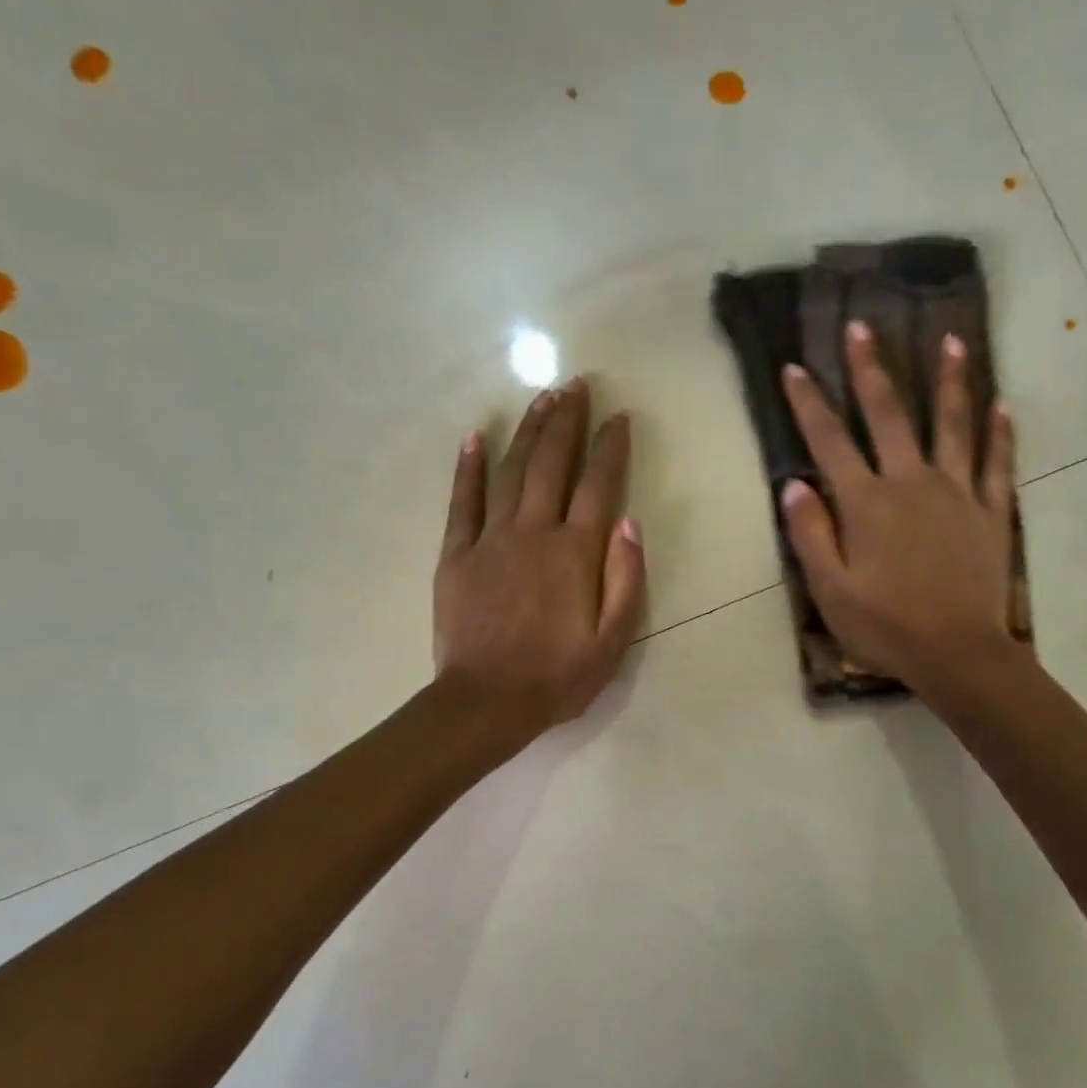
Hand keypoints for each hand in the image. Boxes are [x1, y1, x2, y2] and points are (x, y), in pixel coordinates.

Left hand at [433, 378, 644, 745]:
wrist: (486, 702)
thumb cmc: (556, 678)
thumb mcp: (612, 642)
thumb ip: (625, 580)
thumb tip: (630, 524)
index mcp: (575, 553)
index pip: (599, 486)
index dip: (611, 448)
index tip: (619, 417)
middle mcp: (534, 532)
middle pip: (551, 464)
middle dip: (567, 420)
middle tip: (576, 384)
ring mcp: (490, 539)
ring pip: (510, 471)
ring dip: (527, 431)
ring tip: (541, 399)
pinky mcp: (457, 555)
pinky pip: (462, 501)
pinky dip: (468, 467)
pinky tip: (475, 436)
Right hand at [778, 319, 1017, 690]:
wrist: (956, 652)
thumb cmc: (884, 626)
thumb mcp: (830, 589)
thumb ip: (811, 534)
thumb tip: (793, 484)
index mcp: (866, 503)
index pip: (829, 443)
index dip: (809, 404)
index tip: (794, 368)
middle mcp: (910, 483)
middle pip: (888, 416)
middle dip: (871, 370)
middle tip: (861, 327)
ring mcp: (957, 493)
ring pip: (952, 424)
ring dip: (949, 381)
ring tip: (952, 340)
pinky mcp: (991, 511)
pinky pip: (997, 461)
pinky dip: (1000, 431)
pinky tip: (1001, 404)